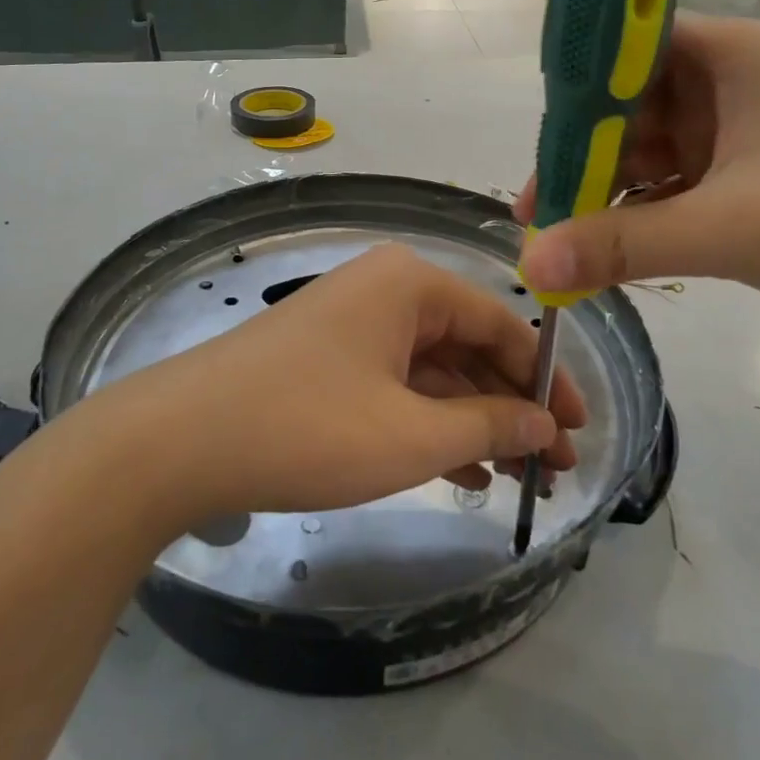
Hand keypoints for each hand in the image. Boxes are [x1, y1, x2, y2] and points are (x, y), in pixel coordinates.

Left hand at [103, 244, 585, 522]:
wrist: (179, 442)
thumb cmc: (310, 427)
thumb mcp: (412, 434)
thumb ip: (489, 426)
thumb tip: (546, 425)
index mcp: (410, 284)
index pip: (503, 321)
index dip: (547, 379)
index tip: (580, 429)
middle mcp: (384, 291)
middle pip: (468, 346)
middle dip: (511, 406)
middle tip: (554, 465)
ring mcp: (352, 325)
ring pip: (433, 371)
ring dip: (473, 421)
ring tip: (517, 476)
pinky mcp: (327, 360)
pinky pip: (396, 386)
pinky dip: (429, 424)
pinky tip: (461, 471)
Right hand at [515, 13, 759, 333]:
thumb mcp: (727, 230)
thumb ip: (621, 245)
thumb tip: (529, 265)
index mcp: (723, 56)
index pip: (619, 50)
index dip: (570, 96)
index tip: (537, 153)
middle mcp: (725, 79)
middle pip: (625, 105)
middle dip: (582, 159)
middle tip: (538, 213)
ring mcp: (737, 125)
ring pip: (646, 146)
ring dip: (608, 189)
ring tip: (565, 237)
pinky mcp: (747, 167)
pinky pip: (674, 178)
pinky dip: (643, 208)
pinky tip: (613, 244)